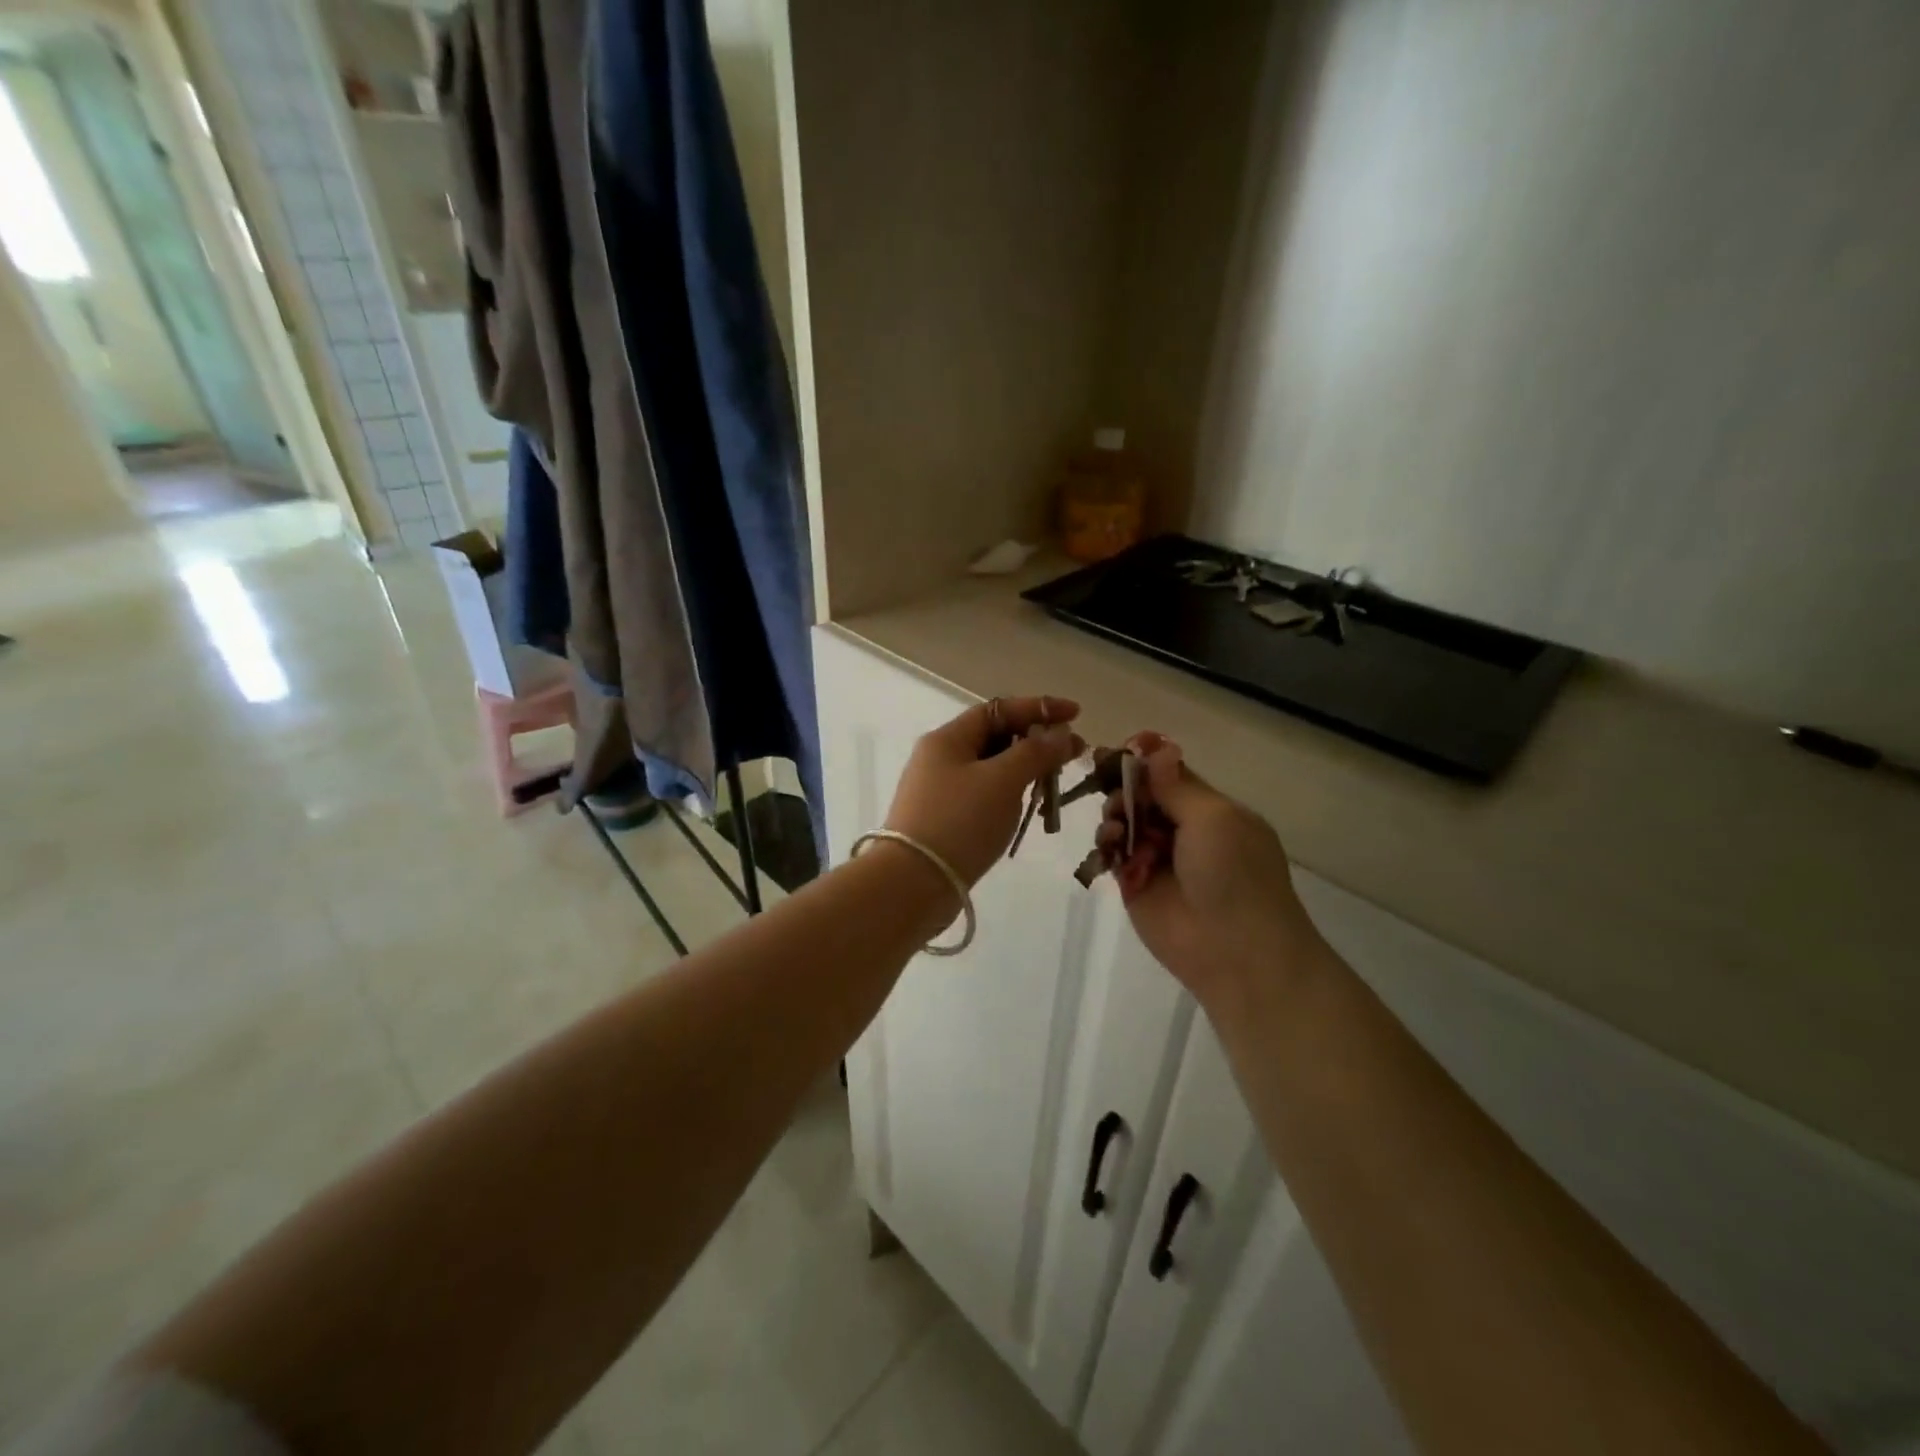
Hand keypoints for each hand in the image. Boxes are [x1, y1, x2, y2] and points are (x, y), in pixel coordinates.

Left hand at [885, 696, 1084, 885]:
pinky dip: (1010, 796)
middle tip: (1073, 755)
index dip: (1039, 708)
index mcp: (948, 739)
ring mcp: (940, 791)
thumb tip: (1061, 734)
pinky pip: (985, 796)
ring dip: (1026, 771)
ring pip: (992, 769)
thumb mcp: (1003, 781)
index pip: (998, 709)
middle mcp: (940, 758)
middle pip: (995, 738)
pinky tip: (1028, 810)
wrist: (913, 883)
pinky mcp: (944, 820)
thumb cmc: (960, 822)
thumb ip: (1035, 752)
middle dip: (1036, 742)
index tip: (1076, 714)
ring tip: (1055, 785)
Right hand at [1097, 734, 1323, 1003]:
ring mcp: (1158, 858)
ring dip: (1115, 816)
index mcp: (1212, 810)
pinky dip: (1106, 844)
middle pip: (1142, 796)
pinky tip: (1109, 846)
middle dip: (1124, 789)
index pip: (1170, 775)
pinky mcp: (1134, 884)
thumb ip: (1175, 785)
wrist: (1234, 950)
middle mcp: (1184, 830)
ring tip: (1116, 828)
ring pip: (1124, 822)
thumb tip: (1155, 746)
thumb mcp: (1213, 818)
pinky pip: (1112, 853)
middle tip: (1112, 791)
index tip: (1114, 751)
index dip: (1143, 762)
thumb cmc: (1233, 874)